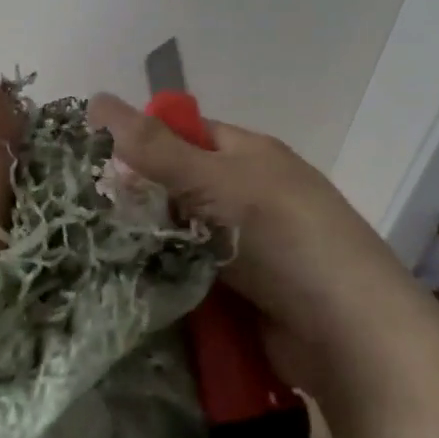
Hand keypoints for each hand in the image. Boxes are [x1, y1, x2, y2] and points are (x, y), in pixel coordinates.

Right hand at [88, 93, 414, 398]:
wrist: (352, 339)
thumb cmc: (284, 239)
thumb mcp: (215, 182)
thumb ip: (153, 147)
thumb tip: (94, 98)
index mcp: (248, 154)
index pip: (182, 133)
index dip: (141, 142)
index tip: (95, 164)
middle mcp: (247, 194)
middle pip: (177, 187)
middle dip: (138, 203)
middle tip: (86, 217)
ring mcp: (247, 248)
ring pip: (179, 237)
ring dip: (148, 248)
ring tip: (93, 256)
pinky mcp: (242, 296)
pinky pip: (190, 278)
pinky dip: (165, 283)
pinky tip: (126, 290)